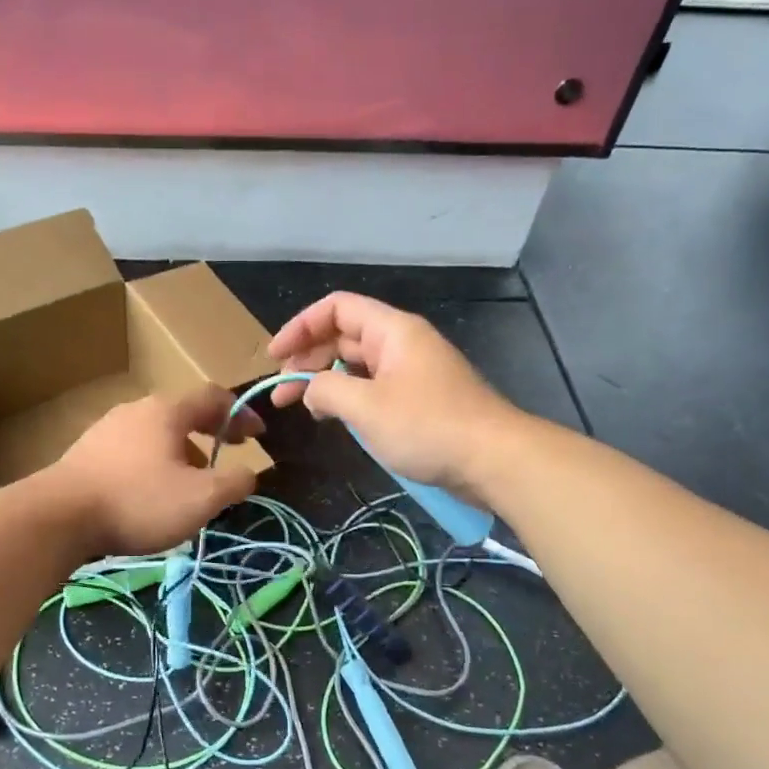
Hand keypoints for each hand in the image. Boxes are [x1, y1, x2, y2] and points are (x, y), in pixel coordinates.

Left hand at [47, 385, 262, 556]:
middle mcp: (135, 410)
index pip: (213, 397)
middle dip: (210, 434)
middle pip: (182, 414)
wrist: (58, 517)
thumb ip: (235, 482)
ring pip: (155, 434)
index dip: (240, 413)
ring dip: (181, 453)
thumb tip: (248, 473)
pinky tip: (149, 494)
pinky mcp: (85, 453)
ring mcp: (106, 429)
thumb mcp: (201, 498)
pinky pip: (131, 451)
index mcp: (167, 411)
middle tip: (227, 457)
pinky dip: (152, 464)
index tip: (258, 436)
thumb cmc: (138, 501)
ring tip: (189, 484)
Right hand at [268, 293, 521, 499]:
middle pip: (343, 336)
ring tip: (302, 407)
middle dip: (307, 358)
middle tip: (281, 393)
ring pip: (357, 365)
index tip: (275, 357)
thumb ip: (326, 390)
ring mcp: (411, 372)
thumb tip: (310, 389)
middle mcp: (401, 343)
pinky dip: (348, 398)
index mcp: (392, 331)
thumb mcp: (366, 406)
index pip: (336, 308)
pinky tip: (334, 417)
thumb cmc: (427, 426)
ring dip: (325, 381)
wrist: (494, 460)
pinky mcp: (418, 400)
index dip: (300, 326)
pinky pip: (373, 388)